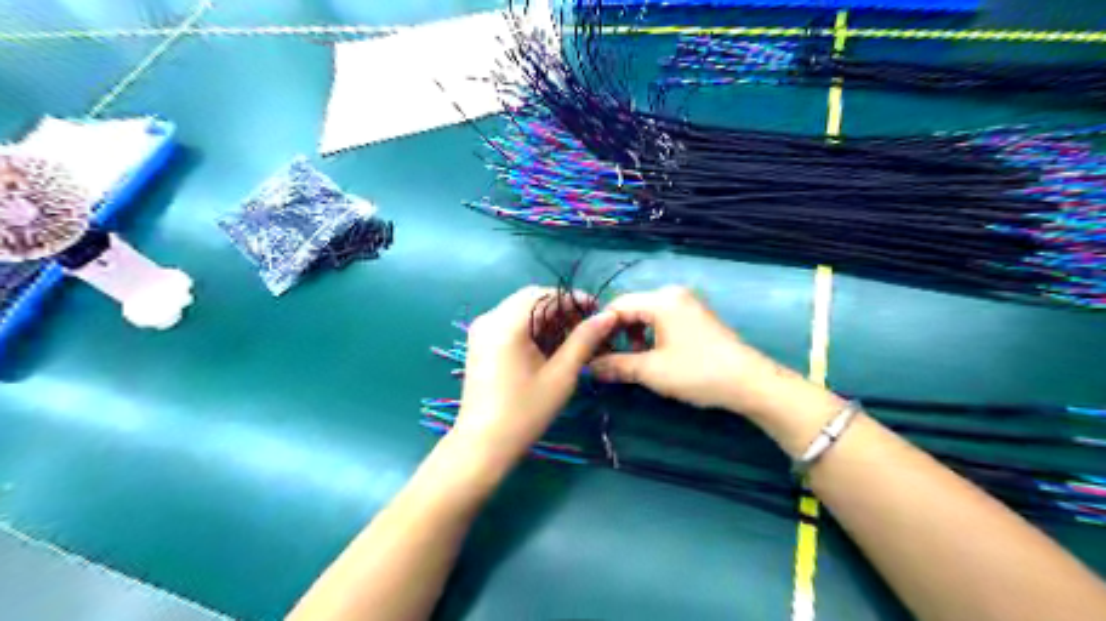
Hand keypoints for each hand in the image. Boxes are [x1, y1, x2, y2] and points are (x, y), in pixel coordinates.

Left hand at [451, 286, 621, 475]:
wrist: (483, 444)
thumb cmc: (525, 412)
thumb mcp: (561, 375)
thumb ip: (584, 340)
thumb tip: (608, 316)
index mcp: (507, 323)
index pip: (545, 294)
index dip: (574, 299)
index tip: (598, 311)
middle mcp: (489, 318)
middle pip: (531, 298)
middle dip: (561, 308)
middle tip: (586, 326)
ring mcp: (481, 330)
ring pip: (520, 309)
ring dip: (547, 317)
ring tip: (571, 338)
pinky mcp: (479, 343)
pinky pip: (509, 322)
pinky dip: (531, 327)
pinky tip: (548, 346)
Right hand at [591, 287, 810, 416]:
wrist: (748, 382)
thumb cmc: (697, 372)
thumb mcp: (651, 371)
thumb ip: (616, 365)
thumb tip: (588, 367)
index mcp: (661, 300)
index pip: (618, 306)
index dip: (600, 328)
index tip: (590, 351)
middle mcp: (673, 294)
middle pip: (632, 308)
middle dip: (617, 333)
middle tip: (607, 358)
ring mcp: (688, 304)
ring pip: (648, 315)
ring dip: (634, 336)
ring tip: (631, 360)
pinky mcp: (697, 316)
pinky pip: (663, 319)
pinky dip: (651, 335)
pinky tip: (653, 355)